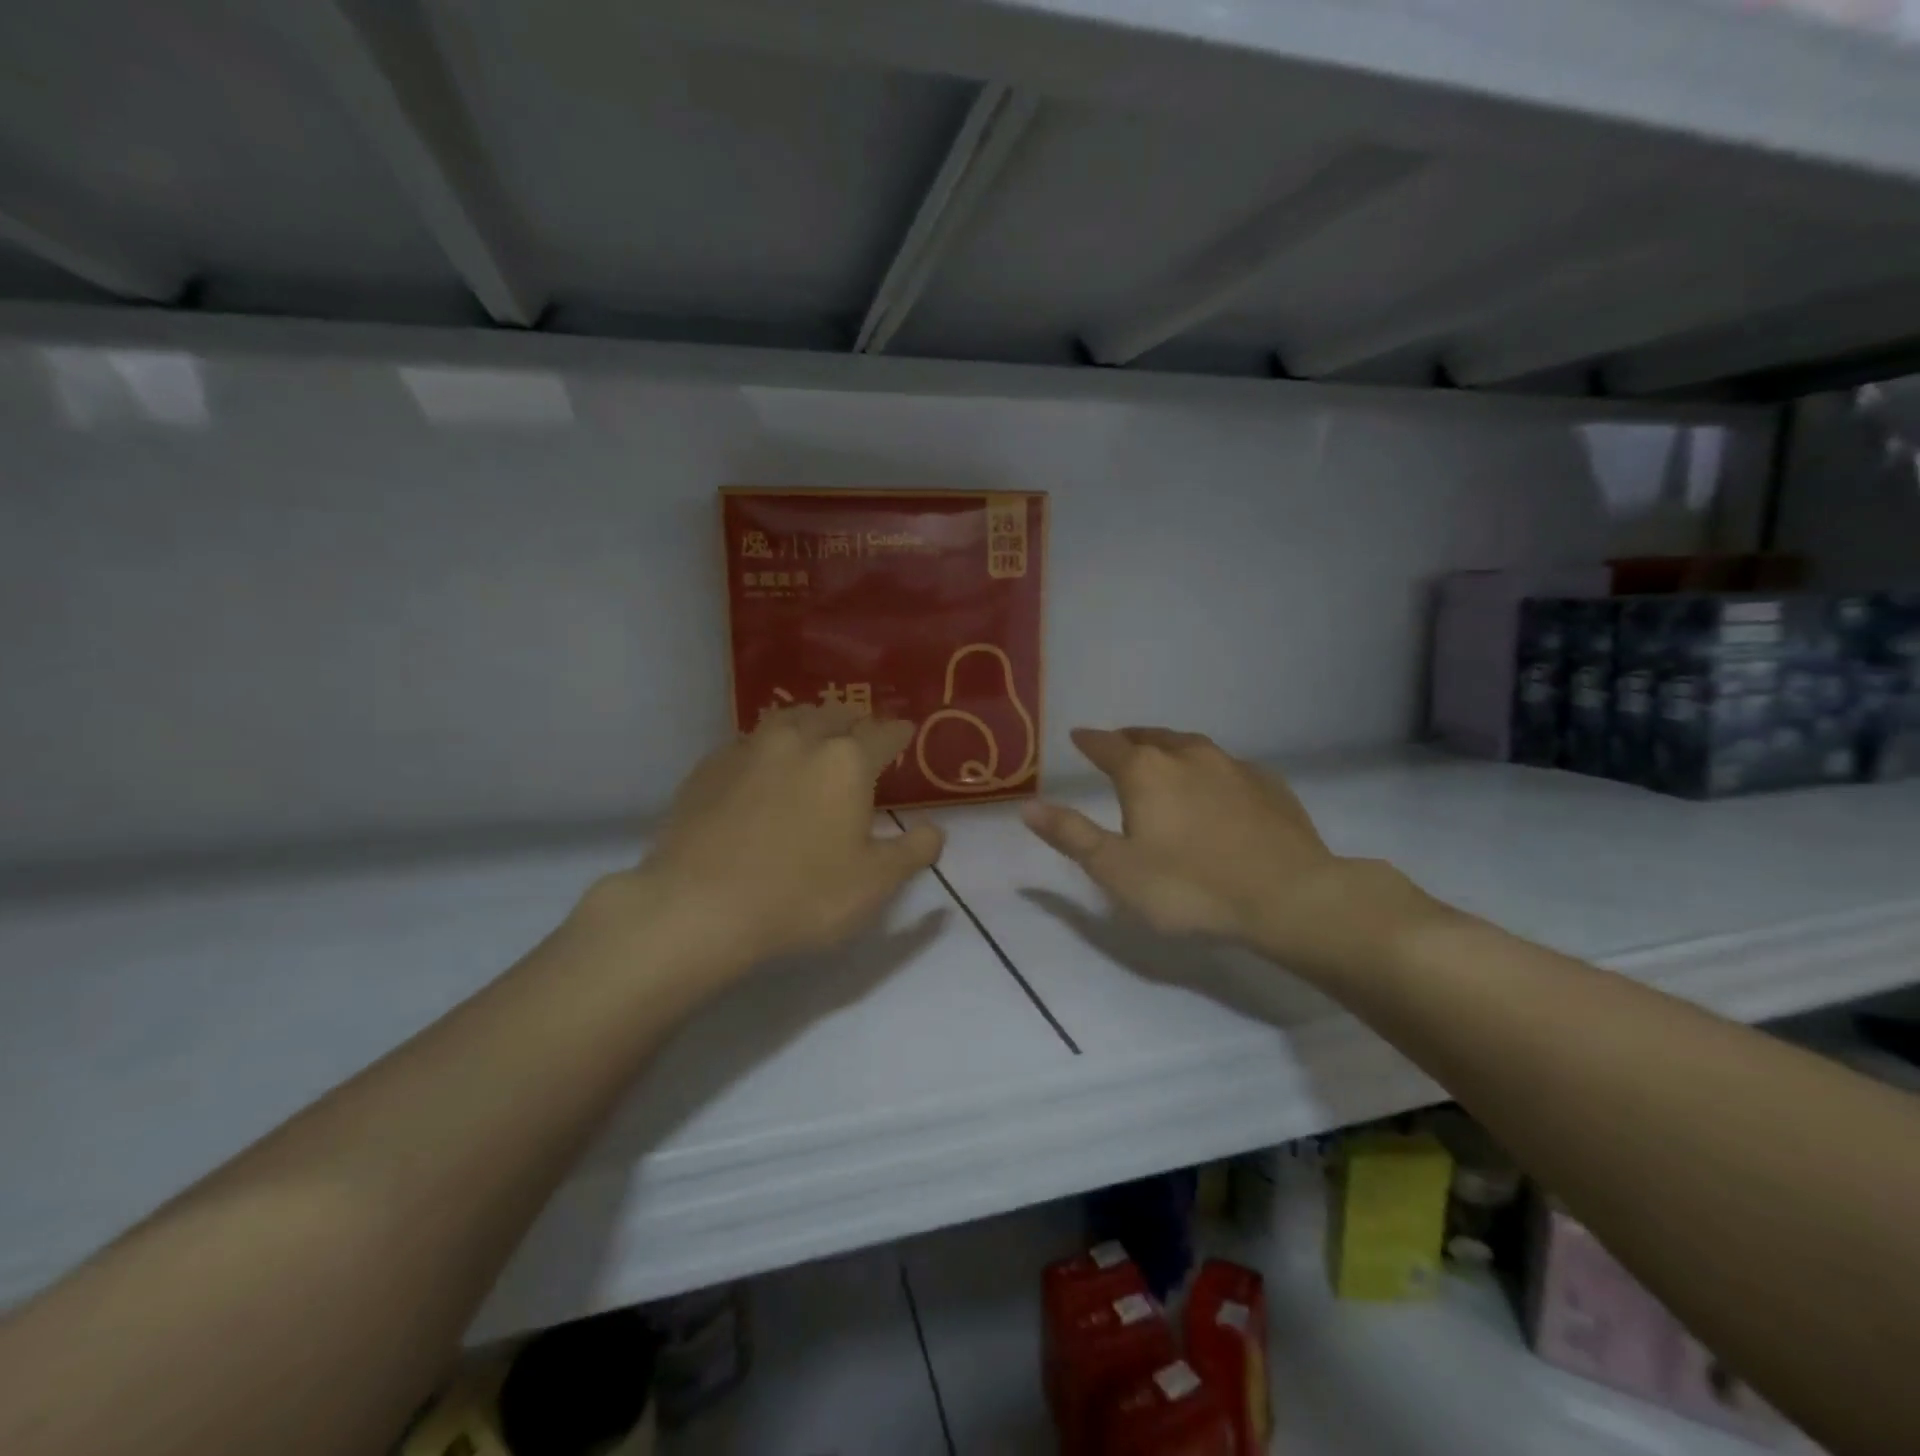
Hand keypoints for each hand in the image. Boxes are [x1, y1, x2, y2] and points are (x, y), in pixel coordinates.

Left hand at [589, 705, 945, 976]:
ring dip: (809, 723)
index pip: (883, 733)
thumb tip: (935, 830)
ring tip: (813, 735)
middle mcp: (799, 741)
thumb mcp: (874, 884)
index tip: (906, 731)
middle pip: (834, 715)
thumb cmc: (802, 895)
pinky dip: (766, 745)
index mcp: (846, 762)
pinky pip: (748, 742)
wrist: (699, 906)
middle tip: (861, 734)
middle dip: (854, 721)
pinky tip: (761, 765)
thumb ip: (912, 852)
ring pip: (788, 719)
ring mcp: (749, 749)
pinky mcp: (709, 767)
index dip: (899, 731)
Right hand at [1022, 728, 1443, 986]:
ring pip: (1192, 746)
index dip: (1089, 741)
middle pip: (1151, 736)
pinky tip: (1218, 786)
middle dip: (1130, 738)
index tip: (1078, 736)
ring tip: (1164, 757)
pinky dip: (1212, 770)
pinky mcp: (1270, 785)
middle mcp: (1187, 756)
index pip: (1108, 745)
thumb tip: (1027, 806)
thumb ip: (1071, 835)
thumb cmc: (1190, 887)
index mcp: (1145, 772)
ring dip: (1171, 748)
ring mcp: (1234, 766)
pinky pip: (1230, 767)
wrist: (1289, 897)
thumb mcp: (1117, 870)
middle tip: (1119, 743)